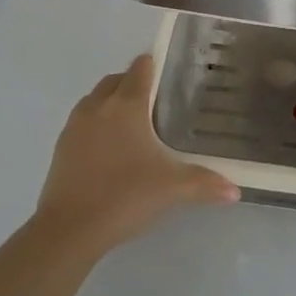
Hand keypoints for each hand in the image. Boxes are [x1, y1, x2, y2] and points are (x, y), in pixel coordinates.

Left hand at [32, 54, 238, 255]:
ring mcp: (74, 126)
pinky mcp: (61, 147)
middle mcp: (97, 107)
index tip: (170, 74)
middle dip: (133, 83)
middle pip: (115, 80)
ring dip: (111, 102)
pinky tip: (110, 149)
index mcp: (126, 106)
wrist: (69, 228)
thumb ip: (205, 184)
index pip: (140, 69)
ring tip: (133, 125)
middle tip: (156, 102)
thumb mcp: (172, 189)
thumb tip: (235, 191)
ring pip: (95, 99)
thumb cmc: (125, 196)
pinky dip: (97, 124)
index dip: (154, 66)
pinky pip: (82, 122)